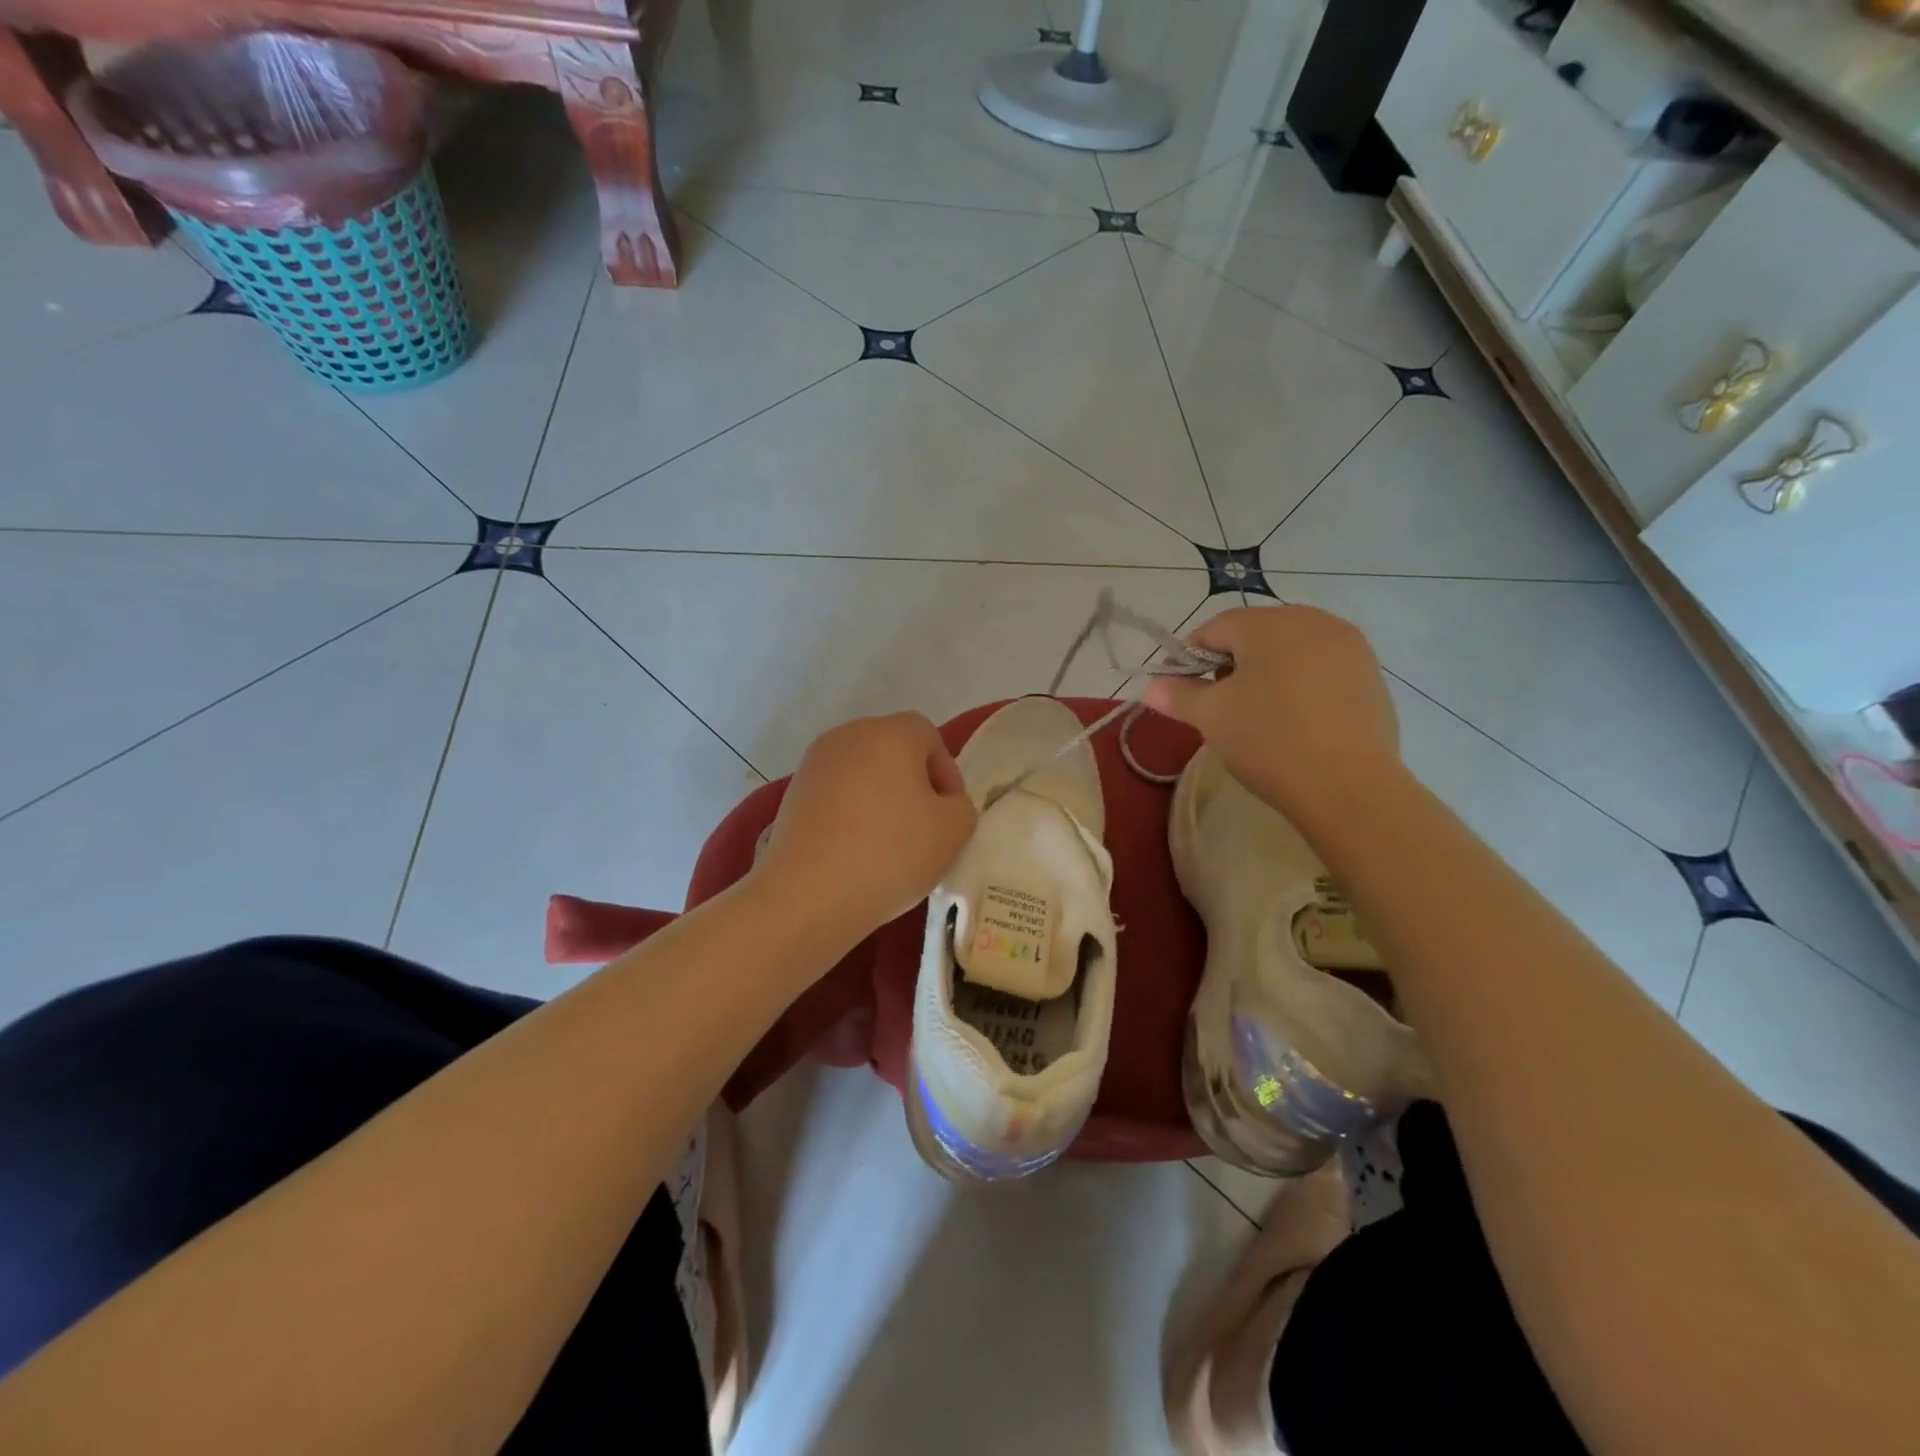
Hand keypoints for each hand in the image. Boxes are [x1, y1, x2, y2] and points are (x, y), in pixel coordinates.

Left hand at [752, 713, 977, 942]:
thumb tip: (942, 804)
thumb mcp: (953, 830)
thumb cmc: (890, 852)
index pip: (928, 736)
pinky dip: (850, 816)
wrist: (808, 894)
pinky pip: (834, 797)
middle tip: (924, 828)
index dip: (947, 773)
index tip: (950, 814)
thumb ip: (960, 806)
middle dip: (913, 784)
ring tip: (888, 846)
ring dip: (880, 801)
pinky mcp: (791, 796)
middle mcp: (848, 736)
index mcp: (890, 732)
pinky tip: (855, 854)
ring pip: (861, 774)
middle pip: (892, 751)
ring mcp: (813, 765)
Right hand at [1143, 606, 1401, 822]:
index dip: (1191, 658)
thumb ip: (1178, 694)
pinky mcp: (1372, 676)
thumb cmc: (1268, 739)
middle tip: (1222, 708)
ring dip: (1267, 676)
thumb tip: (1151, 687)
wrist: (1348, 786)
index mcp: (1270, 623)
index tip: (1185, 693)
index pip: (1214, 628)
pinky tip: (1297, 723)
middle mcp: (1314, 621)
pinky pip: (1321, 671)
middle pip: (1255, 636)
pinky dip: (1301, 688)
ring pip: (1290, 652)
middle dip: (1231, 666)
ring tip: (1259, 718)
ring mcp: (1349, 647)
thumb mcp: (1211, 716)